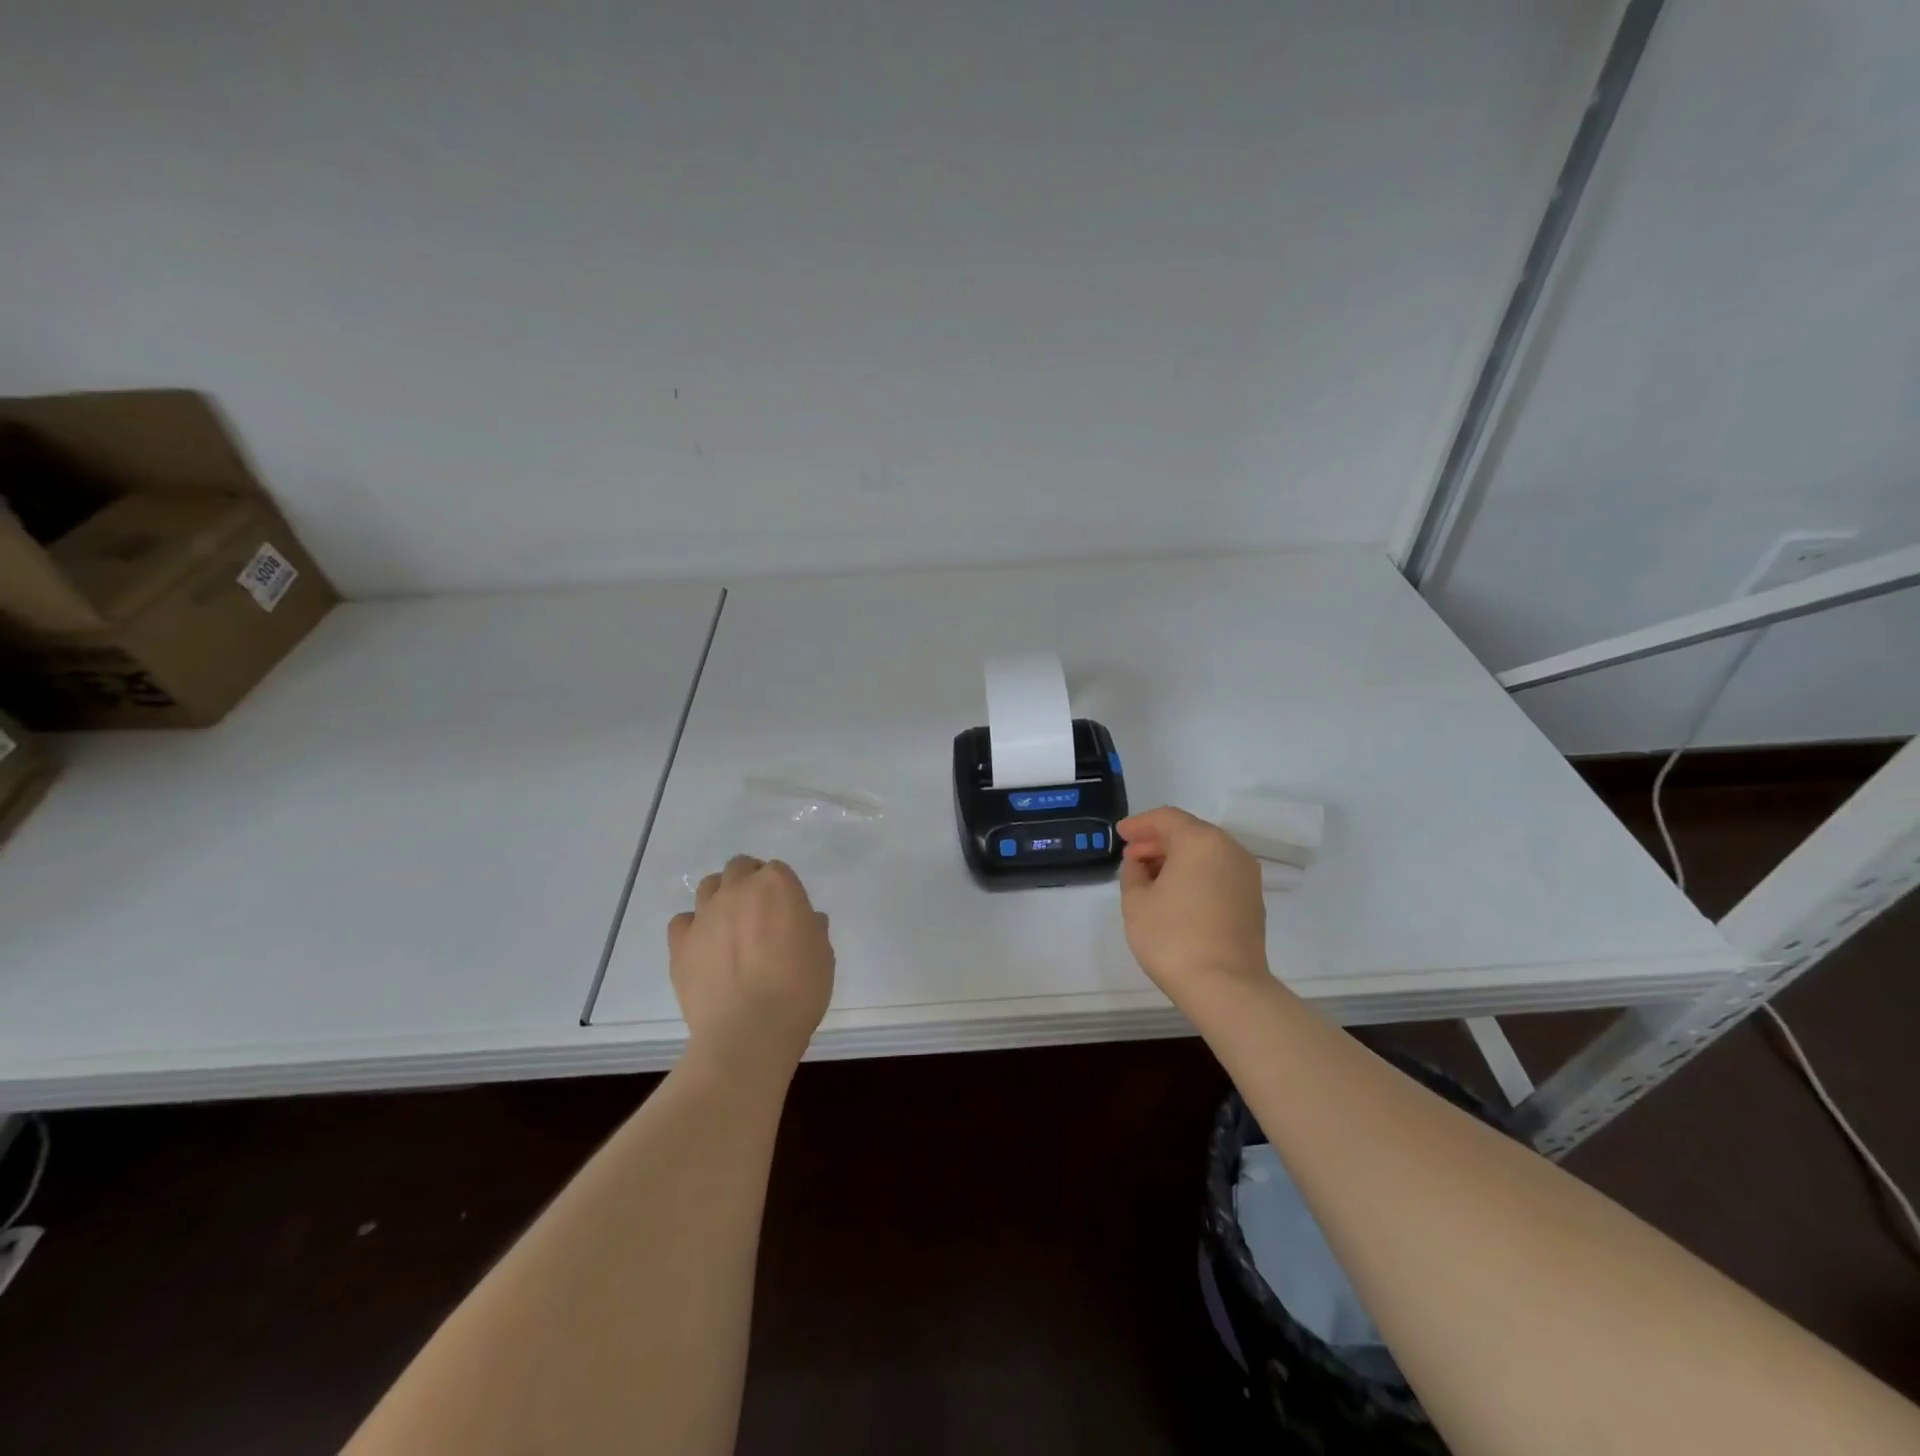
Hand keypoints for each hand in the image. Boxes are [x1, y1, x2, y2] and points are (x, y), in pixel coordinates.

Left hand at [668, 856, 834, 1076]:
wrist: (750, 1031)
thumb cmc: (798, 989)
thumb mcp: (822, 955)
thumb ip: (812, 930)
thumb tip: (806, 920)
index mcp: (776, 885)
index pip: (778, 871)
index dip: (783, 890)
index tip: (788, 913)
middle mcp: (737, 889)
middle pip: (739, 868)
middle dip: (748, 882)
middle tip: (759, 914)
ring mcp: (704, 914)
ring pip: (708, 886)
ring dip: (720, 897)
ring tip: (729, 927)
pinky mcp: (680, 943)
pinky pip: (683, 921)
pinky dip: (694, 928)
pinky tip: (704, 948)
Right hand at [1117, 807, 1268, 999]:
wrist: (1225, 987)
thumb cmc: (1172, 937)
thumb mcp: (1136, 901)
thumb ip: (1133, 872)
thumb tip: (1140, 862)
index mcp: (1201, 841)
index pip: (1166, 819)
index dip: (1140, 824)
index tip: (1120, 834)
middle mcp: (1230, 850)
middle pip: (1189, 833)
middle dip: (1157, 841)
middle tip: (1131, 856)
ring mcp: (1246, 876)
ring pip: (1205, 854)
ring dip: (1176, 859)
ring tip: (1149, 877)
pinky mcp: (1252, 901)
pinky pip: (1218, 873)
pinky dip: (1195, 875)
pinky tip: (1175, 894)